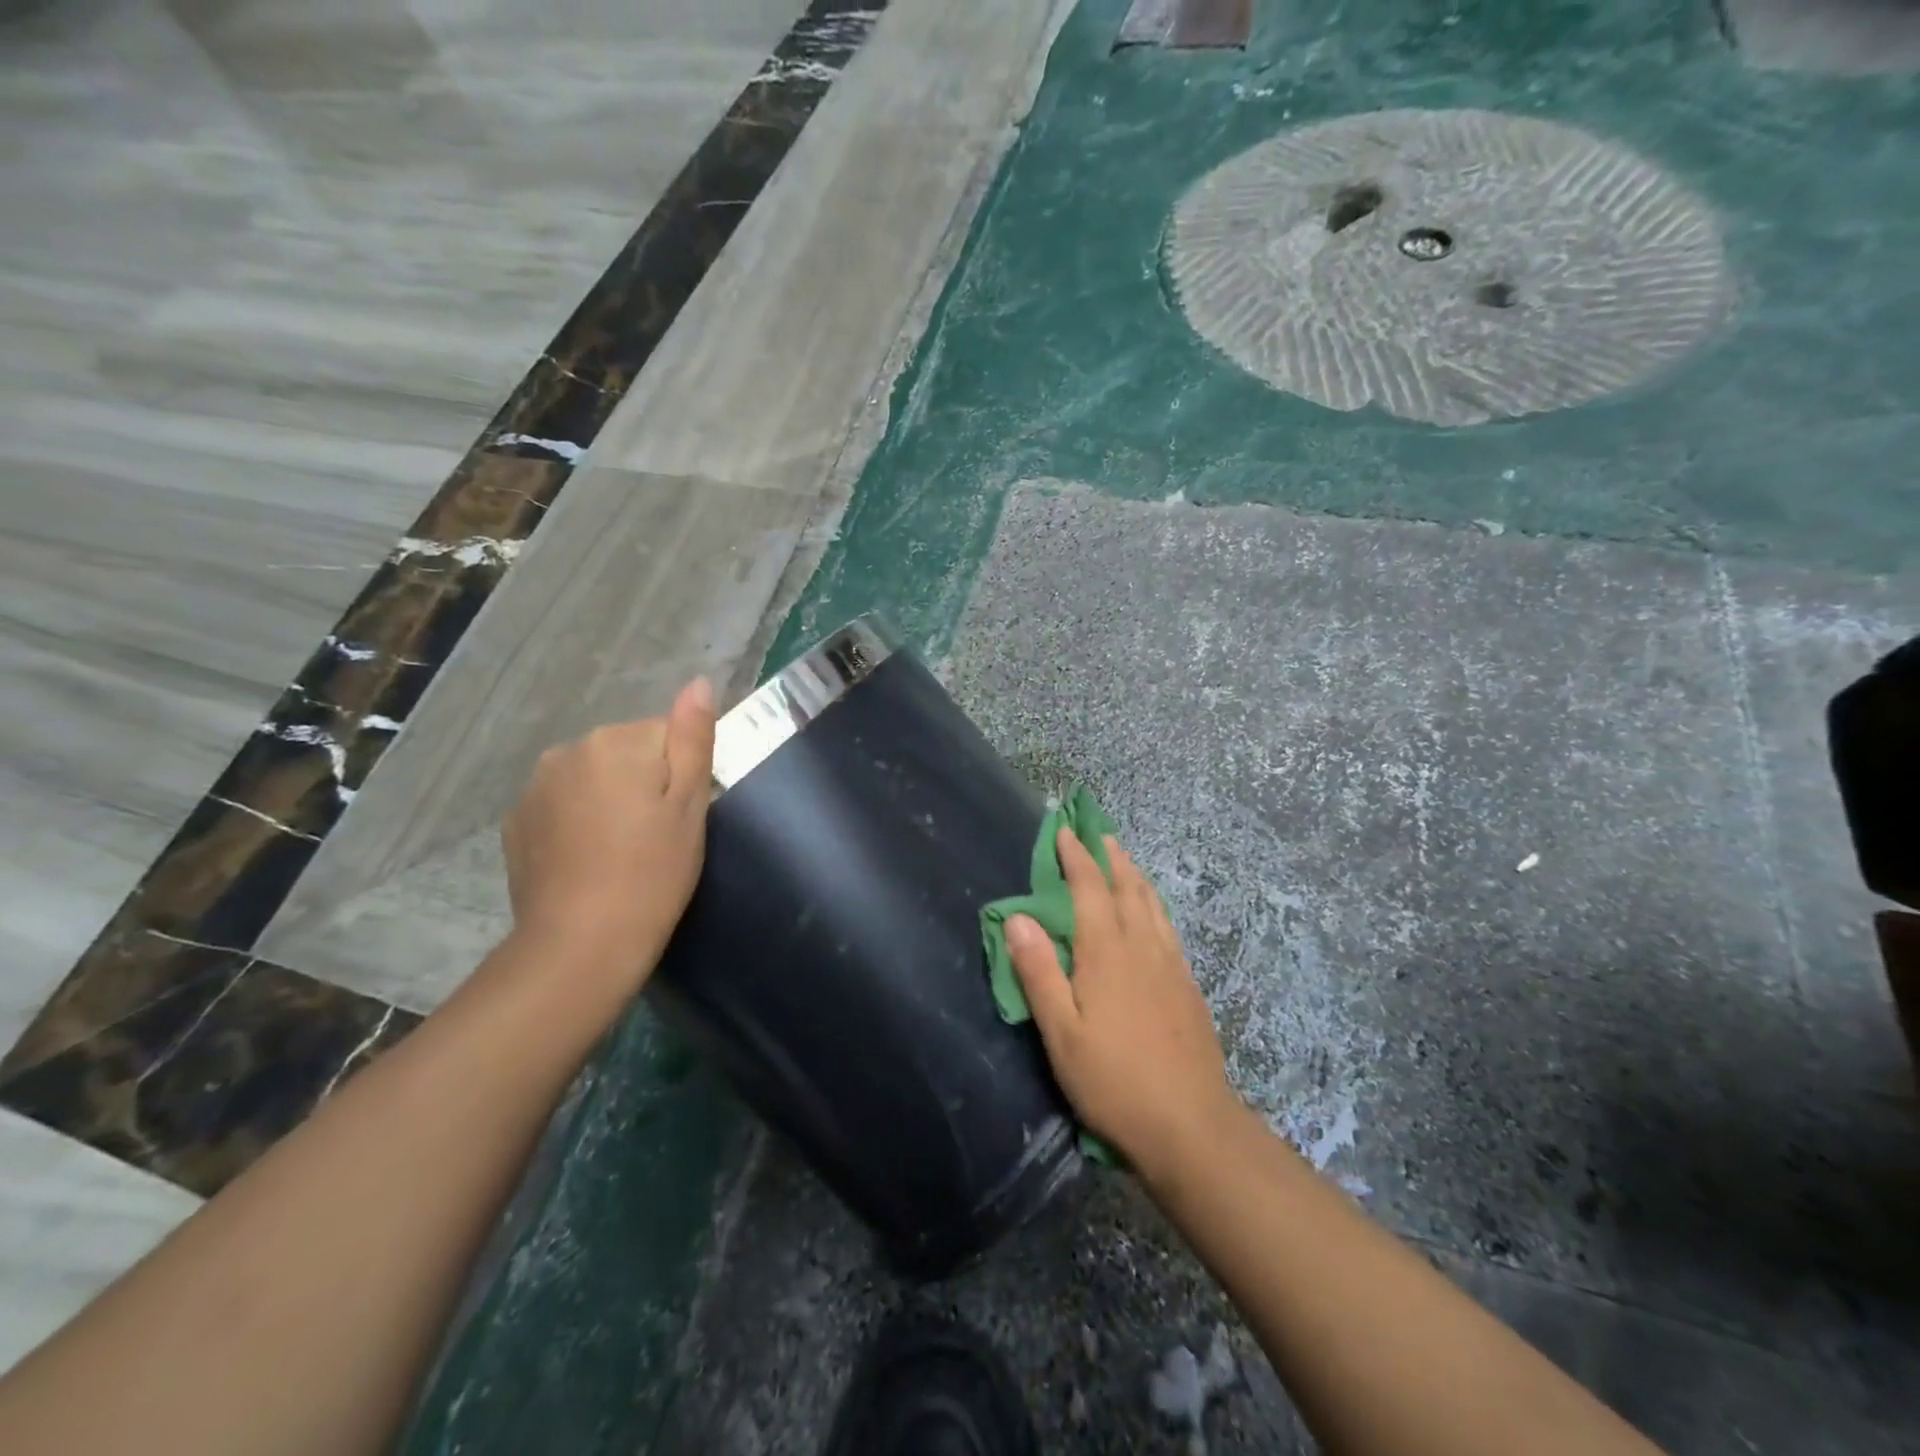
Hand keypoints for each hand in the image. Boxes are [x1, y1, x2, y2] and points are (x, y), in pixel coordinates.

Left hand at [501, 678, 715, 990]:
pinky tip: (589, 859)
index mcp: (617, 742)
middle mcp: (569, 750)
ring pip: (594, 777)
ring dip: (610, 799)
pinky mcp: (517, 821)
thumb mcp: (690, 804)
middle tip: (656, 837)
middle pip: (627, 752)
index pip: (667, 736)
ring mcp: (535, 786)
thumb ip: (693, 737)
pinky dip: (579, 820)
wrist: (582, 943)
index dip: (681, 775)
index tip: (678, 818)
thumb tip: (700, 682)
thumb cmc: (653, 872)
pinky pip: (563, 803)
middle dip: (644, 782)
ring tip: (622, 851)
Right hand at [1007, 831, 1242, 1178]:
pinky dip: (1154, 905)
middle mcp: (1142, 946)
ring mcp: (1171, 964)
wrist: (1191, 1125)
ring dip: (1135, 875)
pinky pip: (1168, 927)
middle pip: (1127, 887)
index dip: (1076, 857)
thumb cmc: (1114, 1080)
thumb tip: (1018, 917)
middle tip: (1098, 834)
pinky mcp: (1188, 986)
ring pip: (1152, 904)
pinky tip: (1154, 915)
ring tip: (1124, 860)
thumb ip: (1038, 971)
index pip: (1090, 888)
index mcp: (1107, 951)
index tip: (1065, 831)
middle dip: (1110, 857)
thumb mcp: (1061, 1032)